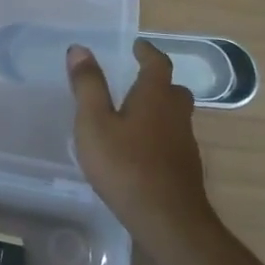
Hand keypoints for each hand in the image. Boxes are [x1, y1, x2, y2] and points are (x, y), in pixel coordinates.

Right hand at [67, 39, 211, 228]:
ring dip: (158, 109)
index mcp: (155, 96)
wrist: (167, 219)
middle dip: (156, 81)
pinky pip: (172, 139)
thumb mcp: (95, 123)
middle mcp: (176, 114)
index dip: (147, 52)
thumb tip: (80, 49)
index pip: (157, 64)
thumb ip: (88, 86)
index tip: (138, 46)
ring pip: (175, 116)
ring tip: (134, 114)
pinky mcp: (185, 168)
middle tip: (136, 79)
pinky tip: (141, 150)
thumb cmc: (125, 165)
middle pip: (172, 90)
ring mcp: (184, 143)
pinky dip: (159, 135)